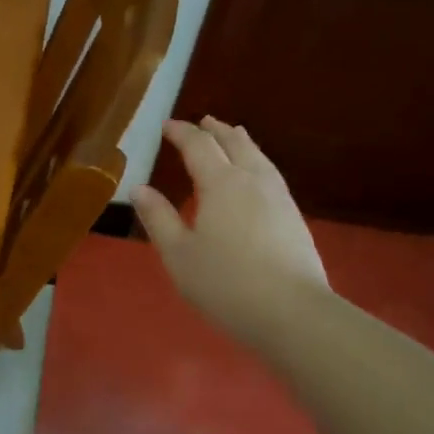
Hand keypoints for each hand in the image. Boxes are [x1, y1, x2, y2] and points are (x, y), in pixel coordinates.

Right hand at [130, 117, 328, 345]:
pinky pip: (271, 174)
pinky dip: (257, 162)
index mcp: (220, 183)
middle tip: (203, 121)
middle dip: (216, 130)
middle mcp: (252, 180)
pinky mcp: (294, 216)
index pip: (198, 146)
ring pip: (258, 156)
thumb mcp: (178, 255)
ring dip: (241, 142)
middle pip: (234, 143)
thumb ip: (158, 218)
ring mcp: (279, 197)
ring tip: (233, 136)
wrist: (291, 311)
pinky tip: (257, 176)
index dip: (181, 133)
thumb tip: (139, 189)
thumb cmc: (224, 283)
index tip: (167, 126)